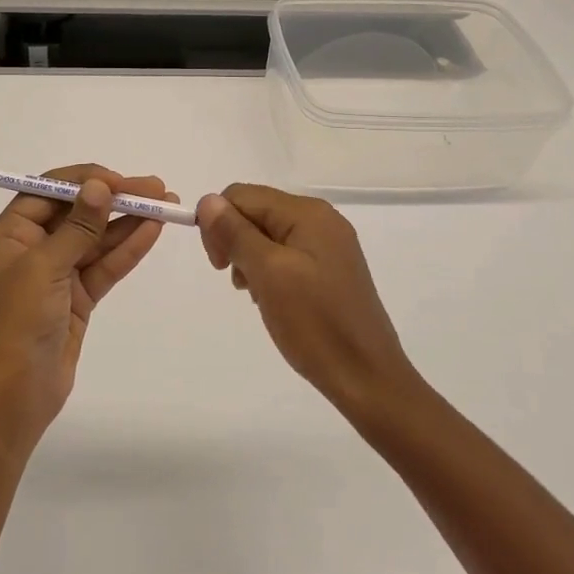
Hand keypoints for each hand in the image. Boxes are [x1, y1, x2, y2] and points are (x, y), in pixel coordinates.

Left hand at [0, 164, 172, 452]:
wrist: (15, 394)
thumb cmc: (18, 322)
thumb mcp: (45, 267)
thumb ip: (77, 227)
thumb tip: (99, 186)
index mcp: (10, 234)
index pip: (48, 191)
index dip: (85, 181)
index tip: (120, 180)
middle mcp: (32, 247)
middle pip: (77, 212)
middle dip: (115, 198)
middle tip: (156, 188)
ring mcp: (56, 273)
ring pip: (96, 239)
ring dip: (128, 221)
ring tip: (167, 204)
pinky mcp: (77, 297)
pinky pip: (104, 265)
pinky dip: (128, 249)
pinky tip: (153, 231)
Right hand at [197, 184, 417, 411]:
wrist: (366, 378)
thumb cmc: (315, 323)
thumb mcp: (268, 273)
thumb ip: (235, 232)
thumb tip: (207, 200)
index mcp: (308, 212)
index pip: (241, 196)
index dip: (219, 223)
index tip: (219, 265)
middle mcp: (321, 219)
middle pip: (255, 211)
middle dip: (234, 240)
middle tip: (237, 282)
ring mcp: (328, 245)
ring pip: (267, 234)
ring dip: (249, 258)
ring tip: (255, 293)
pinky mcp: (330, 269)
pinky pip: (285, 254)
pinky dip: (268, 271)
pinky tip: (271, 298)